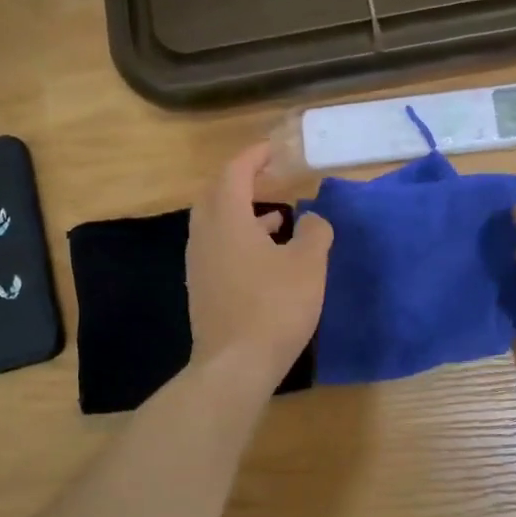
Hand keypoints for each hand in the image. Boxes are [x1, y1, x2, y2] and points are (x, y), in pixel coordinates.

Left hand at [187, 141, 333, 391]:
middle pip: (216, 195)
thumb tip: (314, 218)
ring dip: (243, 213)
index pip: (234, 173)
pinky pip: (218, 249)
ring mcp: (199, 265)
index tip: (273, 150)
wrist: (234, 366)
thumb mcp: (308, 265)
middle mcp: (205, 236)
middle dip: (242, 182)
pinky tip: (265, 257)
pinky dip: (239, 239)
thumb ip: (316, 233)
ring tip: (277, 217)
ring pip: (216, 224)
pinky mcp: (203, 290)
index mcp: (226, 220)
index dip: (253, 157)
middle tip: (269, 179)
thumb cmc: (274, 307)